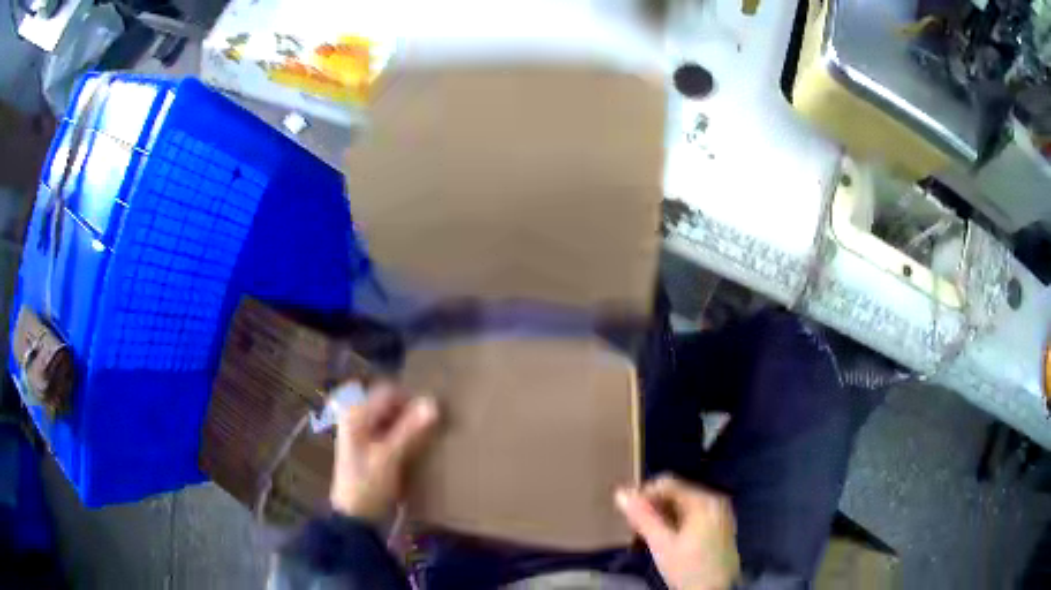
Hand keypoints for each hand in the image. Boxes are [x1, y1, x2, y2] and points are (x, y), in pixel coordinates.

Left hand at [330, 382, 438, 522]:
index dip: (412, 399)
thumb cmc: (368, 485)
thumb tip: (434, 403)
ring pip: (392, 418)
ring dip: (410, 425)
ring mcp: (361, 433)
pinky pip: (390, 432)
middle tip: (434, 426)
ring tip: (429, 437)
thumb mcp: (390, 457)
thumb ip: (411, 430)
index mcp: (356, 414)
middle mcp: (356, 417)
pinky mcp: (369, 447)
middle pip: (390, 404)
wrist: (355, 517)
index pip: (389, 392)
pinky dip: (404, 436)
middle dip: (411, 412)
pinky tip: (417, 448)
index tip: (434, 415)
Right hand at [616, 475, 739, 589]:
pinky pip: (691, 515)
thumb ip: (642, 517)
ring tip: (646, 534)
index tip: (628, 515)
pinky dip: (675, 522)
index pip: (667, 483)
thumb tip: (620, 492)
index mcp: (704, 500)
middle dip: (652, 507)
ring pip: (682, 505)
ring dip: (661, 516)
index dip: (643, 495)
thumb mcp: (662, 544)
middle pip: (676, 493)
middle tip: (635, 527)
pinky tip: (665, 538)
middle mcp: (714, 500)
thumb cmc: (688, 567)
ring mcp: (719, 513)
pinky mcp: (718, 526)